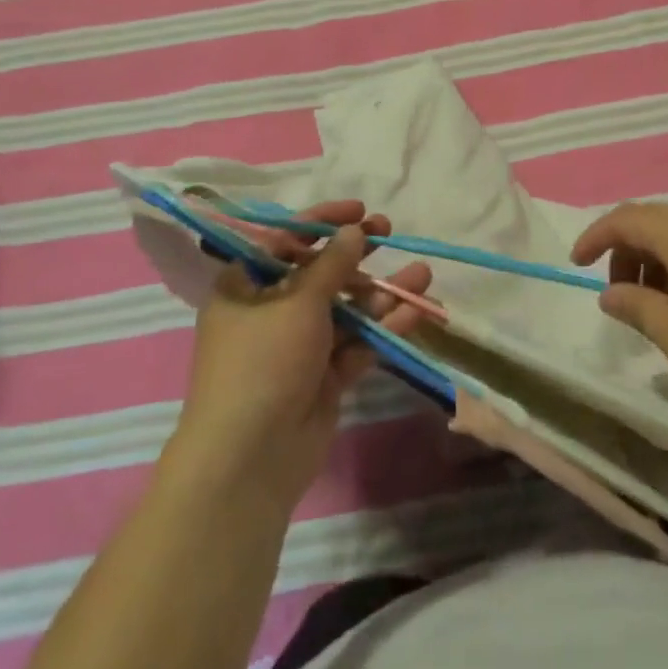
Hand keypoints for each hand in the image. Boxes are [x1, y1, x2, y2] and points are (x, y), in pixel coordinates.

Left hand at [176, 201, 432, 507]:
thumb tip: (354, 230)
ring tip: (422, 273)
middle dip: (356, 254)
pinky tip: (417, 310)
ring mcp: (298, 347)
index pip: (284, 240)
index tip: (358, 209)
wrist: (251, 459)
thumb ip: (332, 264)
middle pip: (319, 273)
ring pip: (345, 309)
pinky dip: (384, 328)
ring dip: (380, 292)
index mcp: (245, 288)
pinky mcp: (323, 378)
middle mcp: (270, 313)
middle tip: (388, 231)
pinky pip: (357, 343)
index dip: (321, 221)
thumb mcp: (298, 302)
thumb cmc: (264, 361)